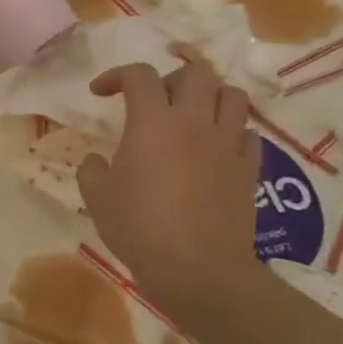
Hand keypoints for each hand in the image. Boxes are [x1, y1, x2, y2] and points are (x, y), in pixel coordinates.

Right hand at [78, 62, 259, 318]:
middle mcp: (194, 122)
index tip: (99, 93)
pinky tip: (215, 149)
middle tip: (154, 101)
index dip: (116, 75)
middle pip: (194, 73)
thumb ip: (92, 169)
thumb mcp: (97, 197)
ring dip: (209, 97)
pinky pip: (248, 133)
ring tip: (191, 116)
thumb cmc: (139, 227)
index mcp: (152, 121)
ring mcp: (227, 144)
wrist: (198, 270)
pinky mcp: (249, 169)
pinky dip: (231, 132)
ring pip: (231, 95)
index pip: (138, 75)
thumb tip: (96, 160)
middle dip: (170, 79)